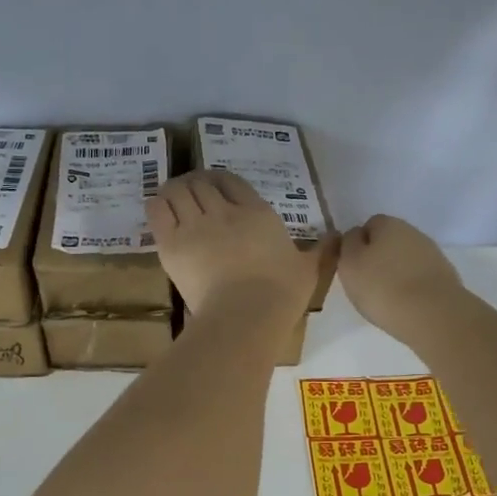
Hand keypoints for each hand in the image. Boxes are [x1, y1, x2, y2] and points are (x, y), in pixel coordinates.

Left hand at [146, 170, 324, 319]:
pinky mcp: (171, 243)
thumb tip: (338, 237)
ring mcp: (195, 225)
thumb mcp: (309, 270)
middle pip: (201, 181)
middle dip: (194, 182)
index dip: (220, 180)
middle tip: (191, 193)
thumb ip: (322, 251)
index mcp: (257, 214)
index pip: (231, 181)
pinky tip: (160, 209)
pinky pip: (158, 209)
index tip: (216, 188)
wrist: (245, 315)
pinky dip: (157, 204)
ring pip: (177, 190)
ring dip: (174, 189)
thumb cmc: (280, 294)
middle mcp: (224, 212)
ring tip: (173, 197)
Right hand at [337, 215, 465, 345]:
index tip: (353, 266)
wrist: (432, 314)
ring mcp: (433, 255)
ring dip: (396, 273)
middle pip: (389, 242)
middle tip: (367, 283)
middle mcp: (413, 233)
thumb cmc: (382, 286)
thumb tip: (356, 236)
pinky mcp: (445, 277)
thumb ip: (348, 244)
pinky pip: (420, 277)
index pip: (369, 225)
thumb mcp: (349, 263)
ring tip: (386, 298)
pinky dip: (411, 287)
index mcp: (388, 223)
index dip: (358, 244)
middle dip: (378, 258)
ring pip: (405, 260)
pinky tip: (405, 305)